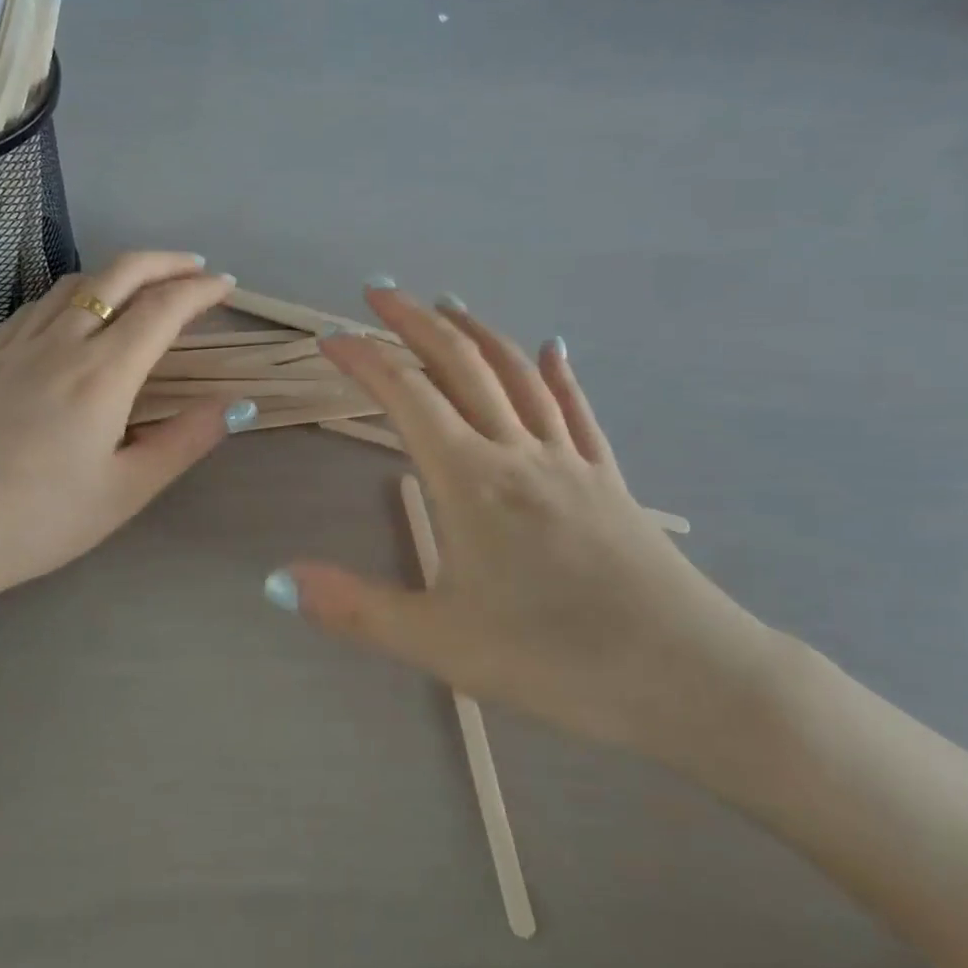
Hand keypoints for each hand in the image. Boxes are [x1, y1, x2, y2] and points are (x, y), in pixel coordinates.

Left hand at [0, 252, 244, 625]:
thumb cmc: (40, 520)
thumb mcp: (126, 490)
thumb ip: (185, 441)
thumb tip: (234, 404)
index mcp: (103, 373)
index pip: (163, 309)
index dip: (201, 290)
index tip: (227, 287)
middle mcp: (62, 342)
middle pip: (119, 274)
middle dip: (165, 262)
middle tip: (197, 268)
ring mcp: (19, 345)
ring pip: (76, 281)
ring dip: (119, 271)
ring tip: (145, 286)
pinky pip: (39, 303)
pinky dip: (74, 291)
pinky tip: (77, 310)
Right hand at [270, 284, 782, 762]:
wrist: (690, 677)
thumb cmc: (557, 660)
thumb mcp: (441, 643)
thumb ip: (355, 609)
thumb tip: (277, 581)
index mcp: (471, 479)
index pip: (406, 396)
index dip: (364, 359)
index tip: (329, 338)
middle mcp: (518, 451)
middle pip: (461, 365)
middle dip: (415, 322)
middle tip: (379, 291)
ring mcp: (570, 460)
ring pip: (518, 374)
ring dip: (477, 332)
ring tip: (448, 304)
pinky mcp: (608, 480)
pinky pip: (577, 411)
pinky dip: (558, 373)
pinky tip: (553, 348)